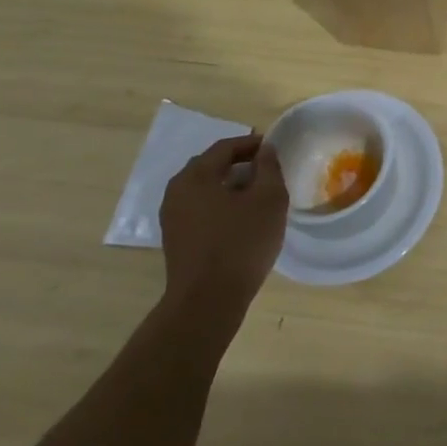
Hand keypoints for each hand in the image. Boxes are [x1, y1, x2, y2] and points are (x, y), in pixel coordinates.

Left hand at [158, 134, 288, 310]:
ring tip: (256, 194)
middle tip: (266, 169)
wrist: (207, 301)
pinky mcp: (175, 239)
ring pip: (204, 189)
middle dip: (239, 163)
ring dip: (229, 185)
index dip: (251, 143)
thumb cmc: (241, 243)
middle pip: (210, 166)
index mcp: (195, 176)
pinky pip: (200, 209)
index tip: (274, 148)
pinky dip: (220, 204)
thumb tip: (265, 150)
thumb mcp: (268, 199)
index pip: (224, 147)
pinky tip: (240, 218)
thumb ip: (269, 168)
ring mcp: (172, 218)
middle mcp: (176, 191)